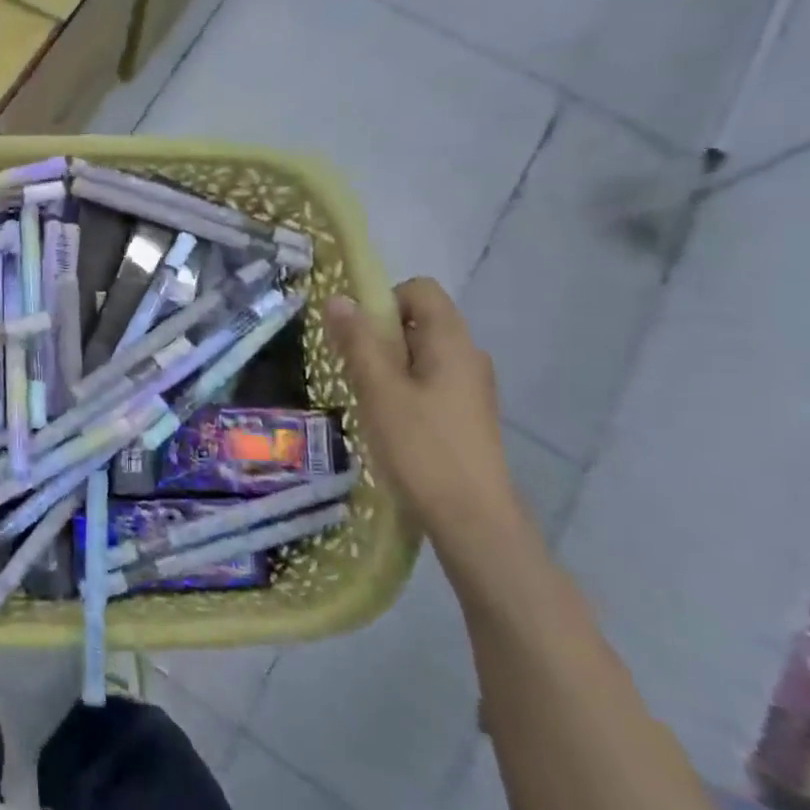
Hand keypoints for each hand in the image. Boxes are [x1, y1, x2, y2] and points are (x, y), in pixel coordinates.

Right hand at [325, 279, 527, 556]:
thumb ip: (358, 342)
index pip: (420, 290)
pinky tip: (387, 421)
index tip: (358, 335)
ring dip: (388, 365)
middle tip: (355, 370)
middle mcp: (469, 356)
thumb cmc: (421, 447)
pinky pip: (429, 382)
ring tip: (367, 398)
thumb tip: (338, 299)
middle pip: (419, 321)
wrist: (472, 518)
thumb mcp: (379, 390)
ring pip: (421, 354)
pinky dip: (403, 388)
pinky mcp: (466, 415)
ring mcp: (471, 388)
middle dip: (379, 336)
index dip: (384, 300)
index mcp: (452, 342)